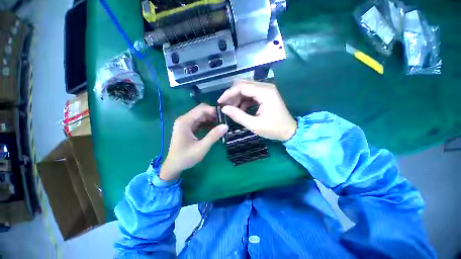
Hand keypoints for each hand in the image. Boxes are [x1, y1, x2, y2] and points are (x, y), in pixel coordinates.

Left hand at [160, 104, 227, 180]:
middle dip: (213, 114)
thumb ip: (213, 136)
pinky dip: (207, 123)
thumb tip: (226, 126)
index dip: (214, 111)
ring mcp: (186, 123)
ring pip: (201, 116)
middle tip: (224, 121)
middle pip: (201, 111)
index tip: (224, 116)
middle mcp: (184, 119)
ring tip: (221, 124)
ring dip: (211, 119)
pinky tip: (214, 128)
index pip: (201, 109)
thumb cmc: (186, 157)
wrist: (174, 166)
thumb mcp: (201, 147)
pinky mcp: (188, 127)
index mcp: (185, 122)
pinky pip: (199, 122)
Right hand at [218, 80, 296, 140]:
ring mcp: (266, 90)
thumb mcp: (254, 125)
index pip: (242, 86)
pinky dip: (243, 101)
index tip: (220, 102)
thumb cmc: (274, 129)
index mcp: (265, 92)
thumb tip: (224, 108)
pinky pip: (250, 94)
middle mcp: (266, 87)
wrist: (289, 131)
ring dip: (237, 98)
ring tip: (231, 109)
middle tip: (225, 106)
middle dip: (232, 95)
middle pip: (243, 85)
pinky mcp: (265, 95)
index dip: (229, 93)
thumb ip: (238, 116)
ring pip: (246, 89)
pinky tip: (240, 109)